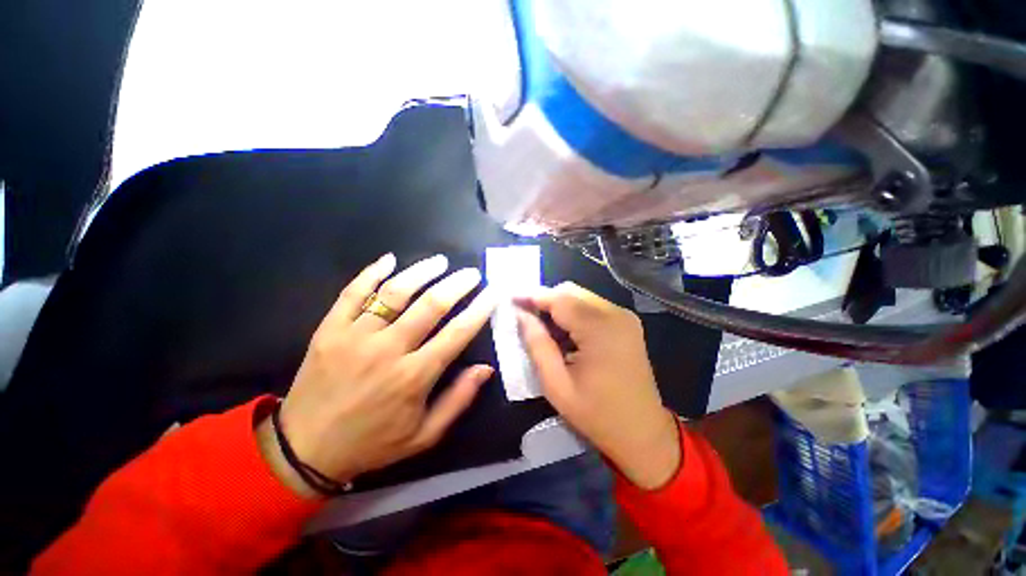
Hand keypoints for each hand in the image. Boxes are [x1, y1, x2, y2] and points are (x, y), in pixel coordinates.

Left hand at [257, 253, 496, 497]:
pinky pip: (352, 293)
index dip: (479, 310)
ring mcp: (355, 336)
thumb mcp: (424, 435)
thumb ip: (458, 400)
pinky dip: (371, 273)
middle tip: (471, 273)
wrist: (305, 450)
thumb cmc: (372, 443)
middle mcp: (387, 350)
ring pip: (394, 293)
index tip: (493, 292)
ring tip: (440, 261)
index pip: (457, 333)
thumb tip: (486, 368)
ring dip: (421, 272)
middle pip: (430, 305)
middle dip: (456, 284)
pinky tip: (389, 260)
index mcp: (414, 377)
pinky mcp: (329, 330)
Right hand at [516, 283, 680, 489]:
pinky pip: (592, 306)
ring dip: (559, 307)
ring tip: (545, 331)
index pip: (559, 298)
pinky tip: (566, 335)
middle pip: (571, 291)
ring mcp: (624, 317)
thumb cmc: (596, 414)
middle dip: (545, 300)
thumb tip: (521, 314)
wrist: (643, 433)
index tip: (511, 300)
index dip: (532, 296)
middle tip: (527, 319)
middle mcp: (615, 314)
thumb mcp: (556, 384)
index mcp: (600, 329)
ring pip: (580, 297)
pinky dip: (573, 314)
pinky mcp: (626, 322)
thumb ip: (536, 344)